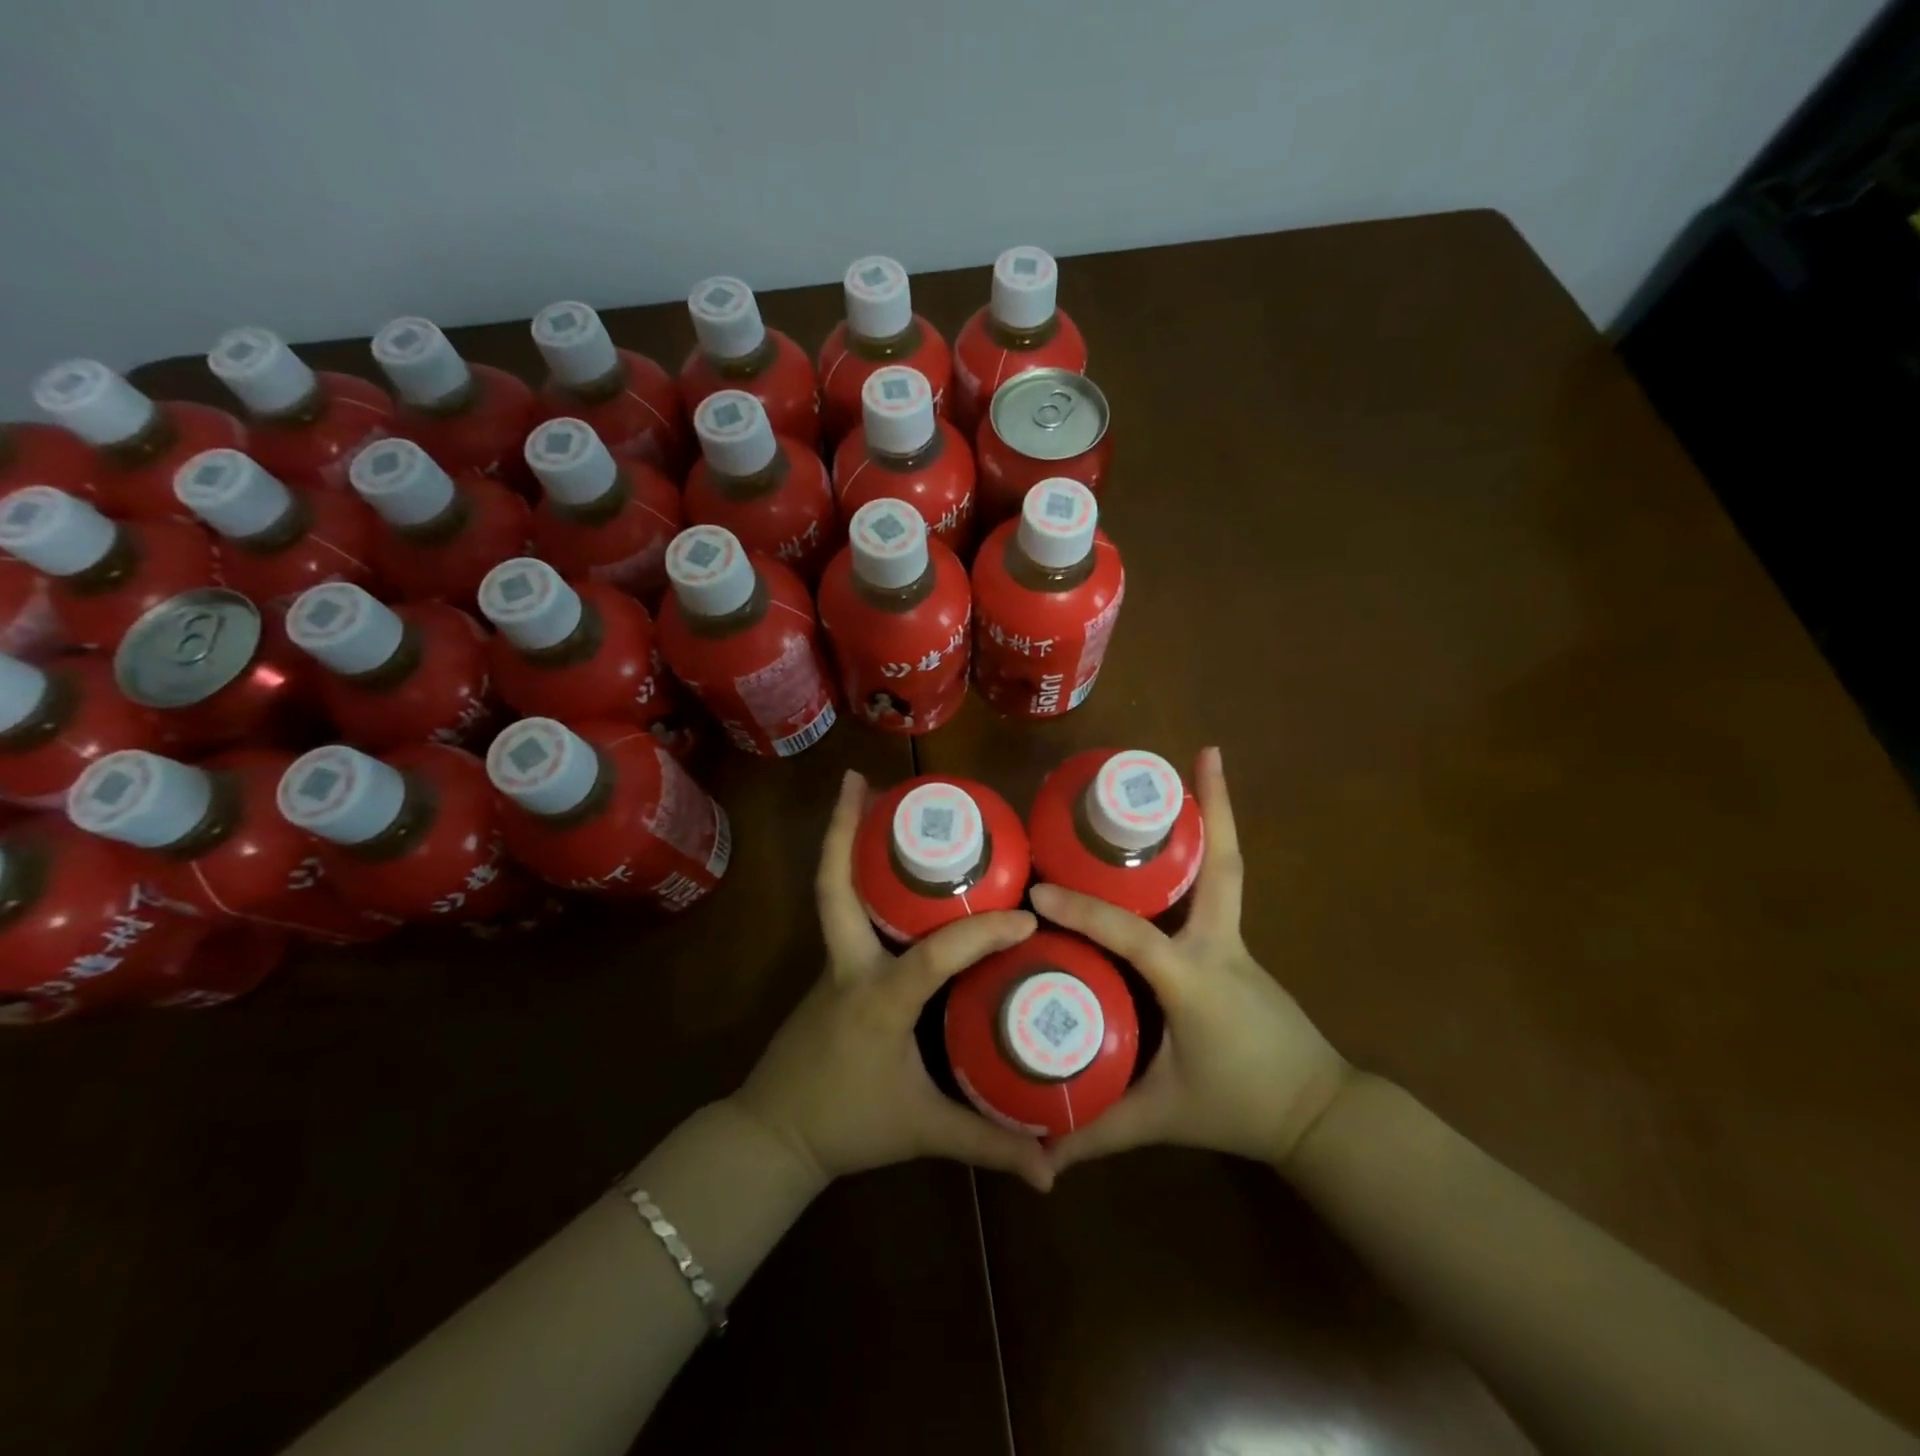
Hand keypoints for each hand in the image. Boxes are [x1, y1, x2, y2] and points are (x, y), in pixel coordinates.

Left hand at [732, 770, 1054, 1192]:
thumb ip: (989, 1143)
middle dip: (843, 831)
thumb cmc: (850, 1126)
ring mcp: (833, 962)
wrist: (774, 1134)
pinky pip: (842, 910)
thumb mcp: (925, 1131)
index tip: (1026, 920)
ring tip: (867, 797)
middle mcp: (850, 966)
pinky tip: (880, 862)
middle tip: (863, 781)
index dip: (981, 935)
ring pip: (834, 892)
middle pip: (836, 888)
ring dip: (845, 841)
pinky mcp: (830, 967)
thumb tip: (1055, 1169)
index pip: (933, 955)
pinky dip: (853, 874)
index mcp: (879, 1000)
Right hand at [1031, 747, 1350, 1174]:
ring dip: (1217, 818)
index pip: (1131, 934)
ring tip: (1198, 771)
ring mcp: (1234, 941)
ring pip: (1226, 868)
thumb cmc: (1237, 1108)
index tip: (1039, 892)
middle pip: (1221, 866)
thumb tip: (1037, 1151)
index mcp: (1192, 981)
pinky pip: (1219, 888)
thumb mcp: (1159, 1117)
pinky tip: (1188, 836)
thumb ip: (1098, 1131)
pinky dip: (1209, 852)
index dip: (1084, 913)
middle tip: (1202, 753)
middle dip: (1216, 808)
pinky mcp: (1237, 946)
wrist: (1317, 1114)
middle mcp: (1218, 946)